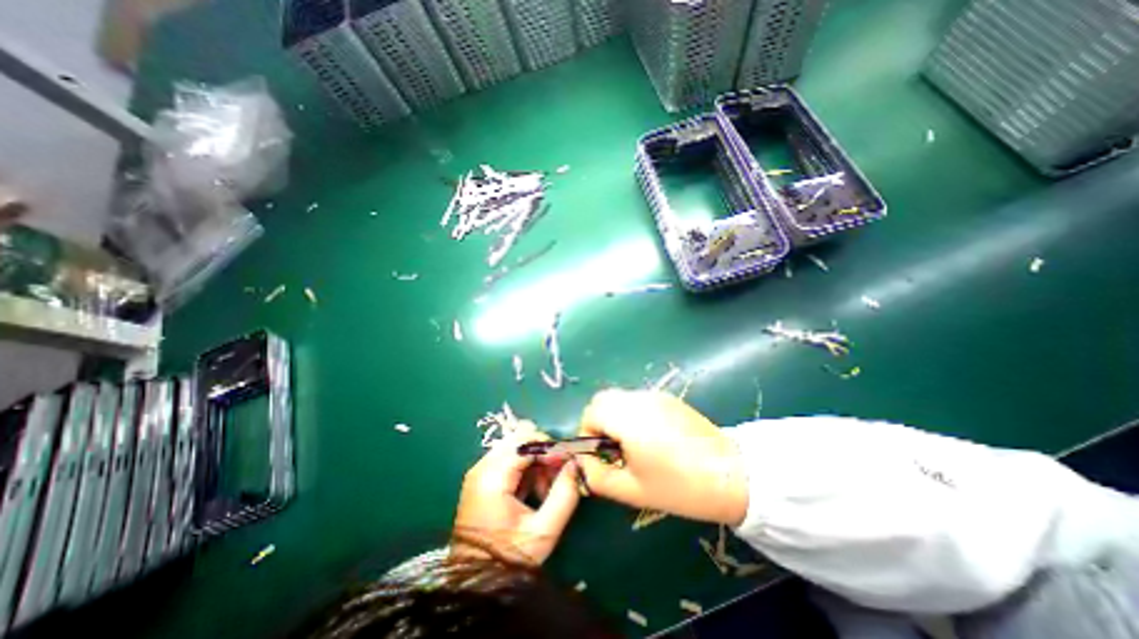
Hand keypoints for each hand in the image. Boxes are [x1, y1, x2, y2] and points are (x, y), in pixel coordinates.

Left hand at [453, 425, 580, 564]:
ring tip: (545, 489)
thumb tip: (576, 464)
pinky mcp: (481, 479)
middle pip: (519, 439)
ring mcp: (479, 472)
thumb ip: (565, 494)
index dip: (550, 448)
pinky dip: (526, 468)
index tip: (567, 463)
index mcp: (492, 477)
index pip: (525, 441)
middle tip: (556, 477)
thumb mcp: (544, 531)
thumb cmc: (509, 559)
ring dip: (535, 461)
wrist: (475, 584)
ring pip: (515, 447)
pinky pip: (509, 459)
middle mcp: (481, 467)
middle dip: (543, 453)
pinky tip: (533, 491)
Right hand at [580, 386, 749, 526]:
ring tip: (631, 443)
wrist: (732, 474)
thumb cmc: (679, 486)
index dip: (587, 433)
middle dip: (598, 421)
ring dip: (615, 415)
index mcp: (628, 419)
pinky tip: (651, 436)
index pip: (591, 412)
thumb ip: (597, 477)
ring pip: (620, 397)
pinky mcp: (669, 398)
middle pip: (603, 399)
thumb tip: (584, 463)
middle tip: (611, 448)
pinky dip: (632, 412)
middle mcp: (638, 400)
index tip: (598, 455)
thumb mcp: (632, 490)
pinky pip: (638, 399)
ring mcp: (655, 396)